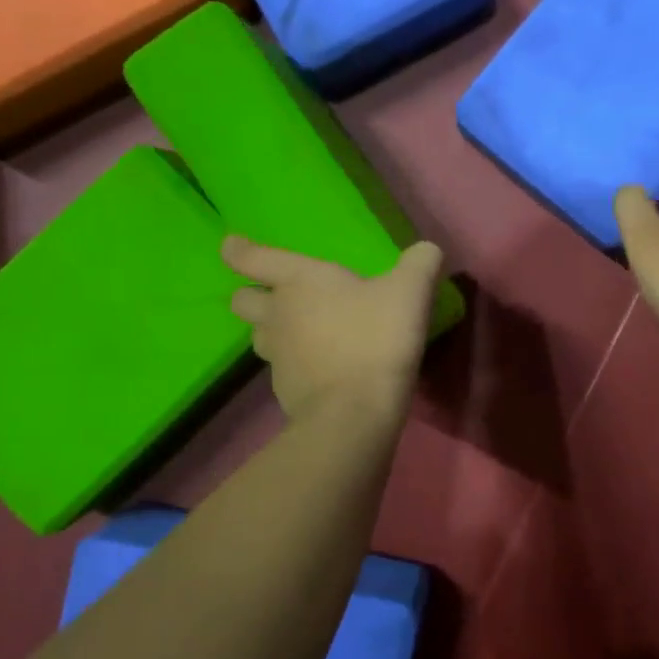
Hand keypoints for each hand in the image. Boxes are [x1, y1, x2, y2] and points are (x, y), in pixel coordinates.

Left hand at [222, 236, 443, 420]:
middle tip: (275, 296)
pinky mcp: (284, 390)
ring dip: (273, 331)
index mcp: (299, 281)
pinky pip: (282, 368)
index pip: (255, 259)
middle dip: (252, 294)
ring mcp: (276, 356)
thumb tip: (427, 249)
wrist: (355, 412)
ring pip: (260, 336)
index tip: (231, 245)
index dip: (240, 250)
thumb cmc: (376, 338)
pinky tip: (321, 368)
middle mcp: (278, 315)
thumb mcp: (410, 292)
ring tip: (302, 333)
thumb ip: (419, 263)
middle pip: (244, 300)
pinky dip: (295, 364)